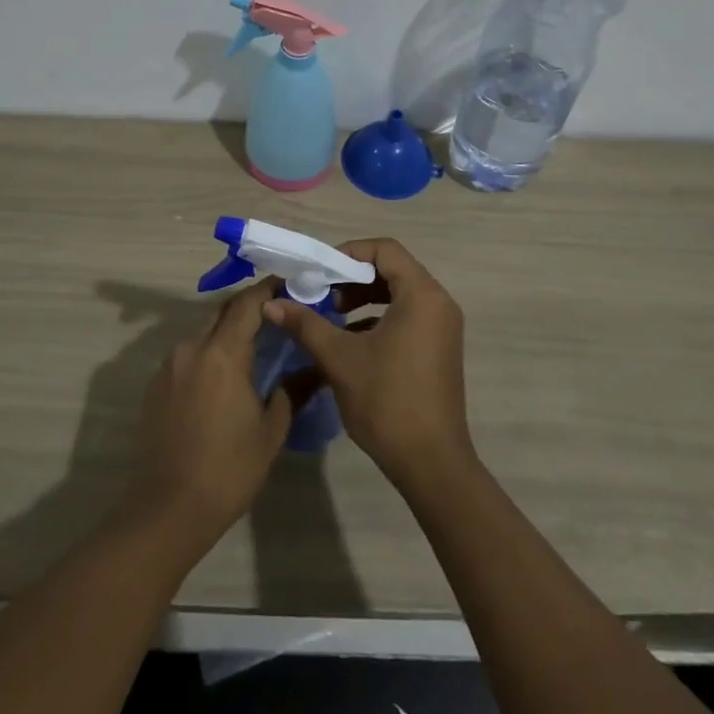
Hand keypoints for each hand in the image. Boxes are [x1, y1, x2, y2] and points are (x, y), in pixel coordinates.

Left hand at [128, 283, 291, 548]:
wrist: (168, 509)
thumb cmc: (228, 469)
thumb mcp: (271, 430)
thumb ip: (292, 390)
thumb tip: (315, 369)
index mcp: (222, 353)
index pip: (247, 303)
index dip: (268, 289)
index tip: (290, 285)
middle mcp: (191, 348)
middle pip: (222, 312)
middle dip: (249, 308)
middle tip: (276, 316)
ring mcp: (169, 366)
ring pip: (203, 333)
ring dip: (227, 332)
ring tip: (253, 347)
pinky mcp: (155, 386)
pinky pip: (188, 356)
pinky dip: (208, 355)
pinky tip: (223, 378)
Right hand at [263, 238, 475, 492]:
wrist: (431, 464)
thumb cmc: (387, 401)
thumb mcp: (340, 358)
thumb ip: (306, 324)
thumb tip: (271, 303)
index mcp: (422, 295)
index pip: (385, 249)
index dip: (349, 252)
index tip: (320, 272)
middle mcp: (439, 303)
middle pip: (393, 269)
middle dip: (352, 277)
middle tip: (320, 294)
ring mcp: (442, 327)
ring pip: (399, 294)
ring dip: (363, 298)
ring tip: (330, 316)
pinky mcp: (439, 348)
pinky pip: (407, 316)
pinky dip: (378, 318)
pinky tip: (350, 341)